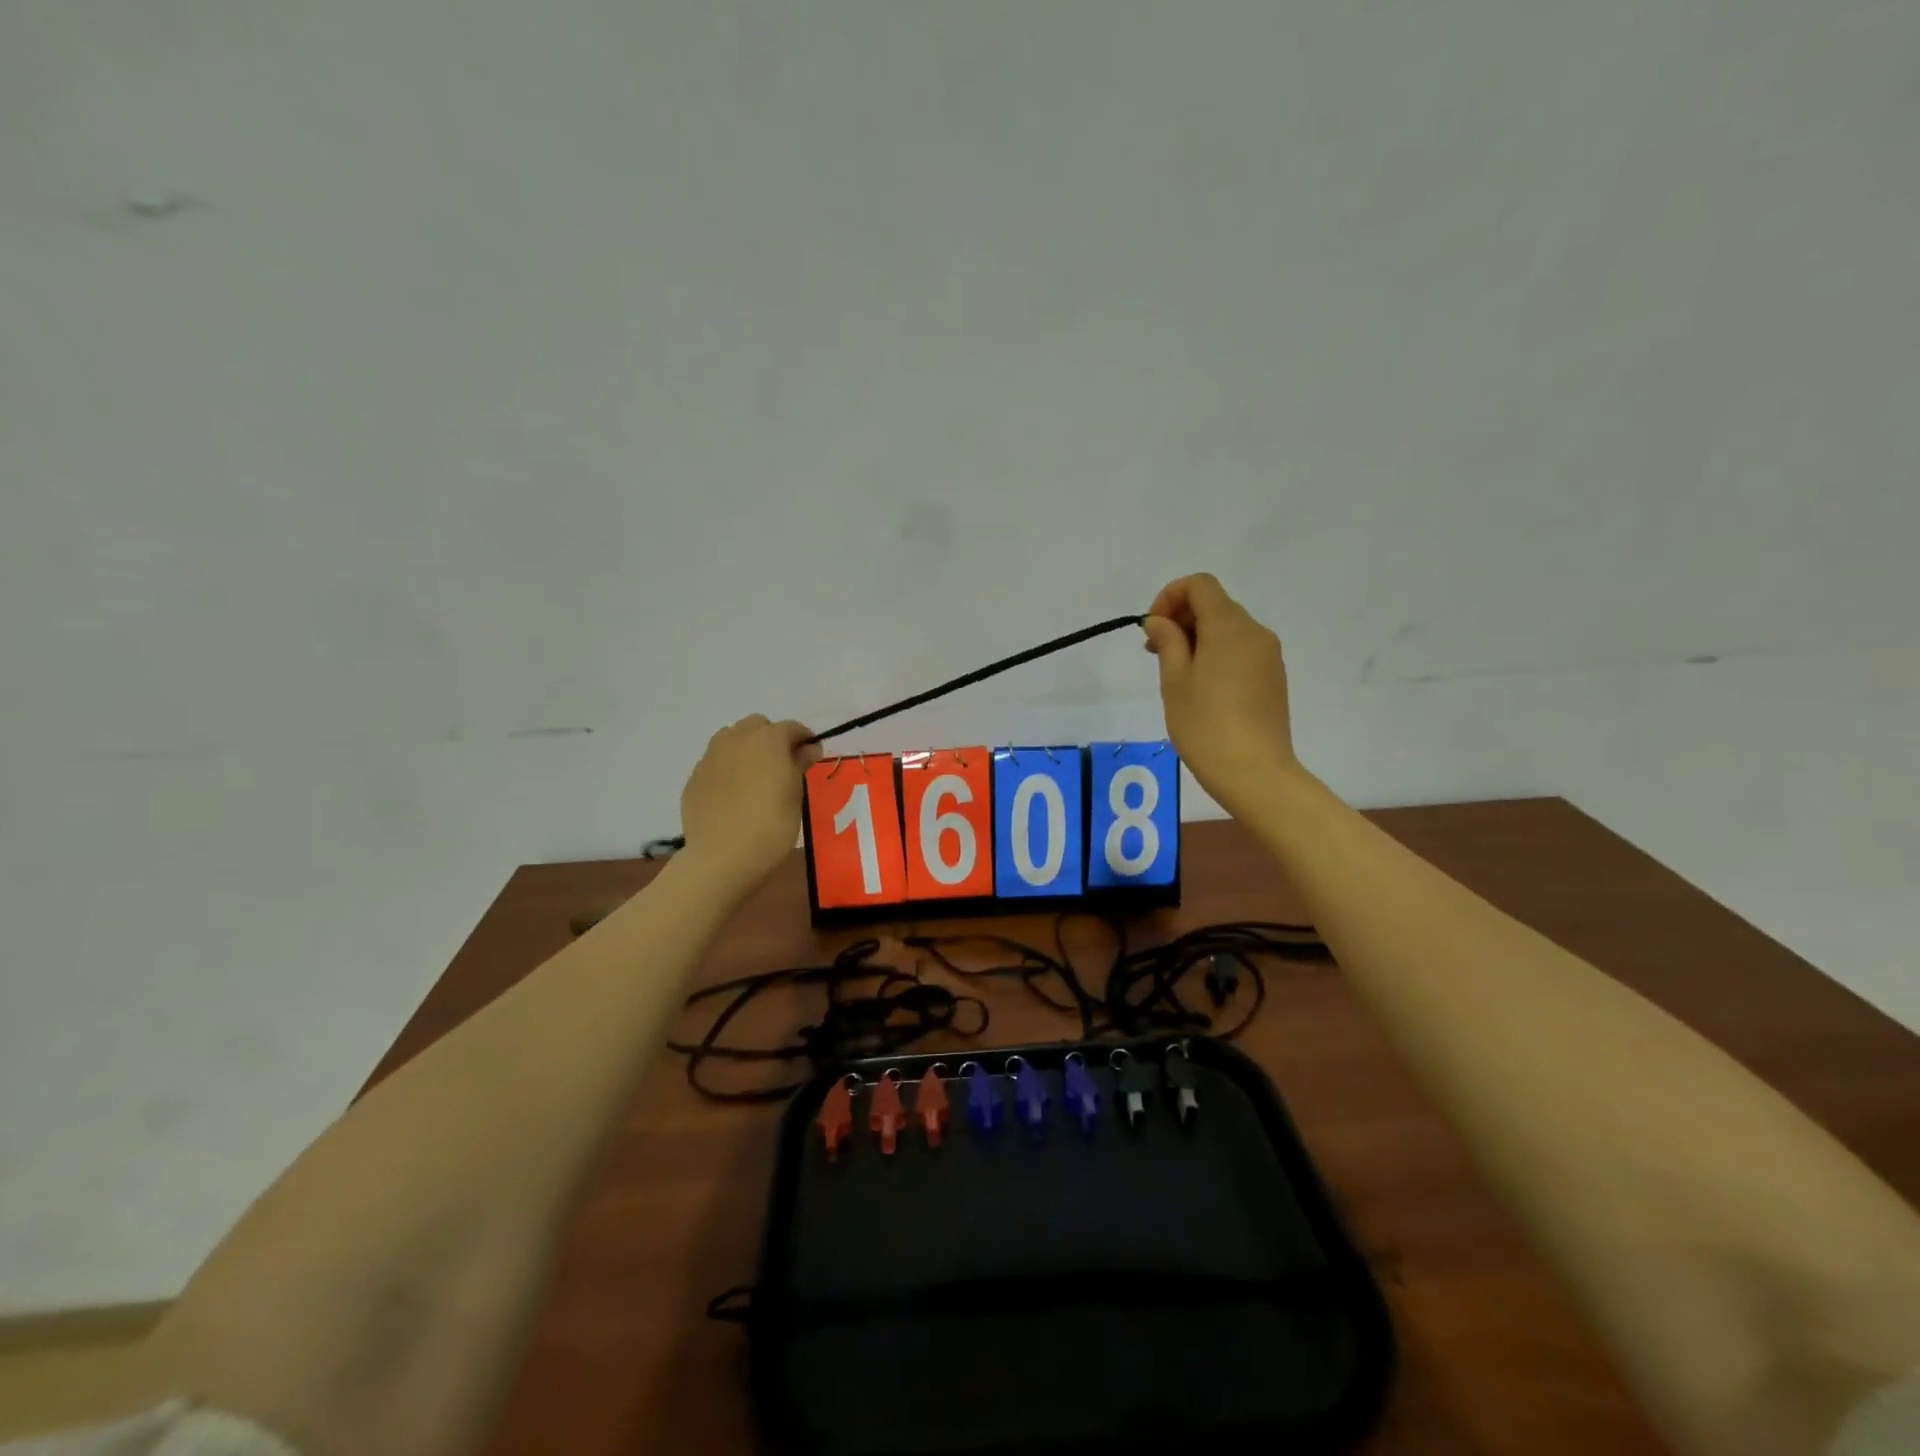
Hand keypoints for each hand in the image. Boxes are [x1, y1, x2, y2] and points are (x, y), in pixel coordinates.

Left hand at [678, 715, 820, 892]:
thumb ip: (800, 764)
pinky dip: (727, 770)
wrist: (722, 857)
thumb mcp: (795, 794)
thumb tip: (808, 748)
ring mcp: (711, 757)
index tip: (811, 757)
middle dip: (772, 738)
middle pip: (758, 726)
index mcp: (768, 738)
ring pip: (731, 739)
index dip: (805, 740)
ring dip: (746, 749)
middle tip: (782, 766)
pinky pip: (716, 763)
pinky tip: (733, 795)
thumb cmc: (771, 825)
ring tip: (755, 777)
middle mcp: (736, 738)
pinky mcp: (694, 777)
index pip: (792, 728)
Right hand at [1142, 574, 1301, 814]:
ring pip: (1228, 628)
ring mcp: (1268, 656)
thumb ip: (1168, 642)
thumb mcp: (1175, 680)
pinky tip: (1200, 687)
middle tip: (1154, 652)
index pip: (1200, 585)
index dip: (1170, 596)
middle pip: (1215, 604)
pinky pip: (1240, 650)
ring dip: (1197, 637)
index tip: (1152, 628)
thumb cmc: (1205, 725)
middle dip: (1181, 618)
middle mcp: (1255, 632)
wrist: (1254, 772)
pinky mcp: (1273, 677)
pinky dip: (1216, 653)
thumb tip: (1160, 621)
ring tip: (1174, 673)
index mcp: (1229, 627)